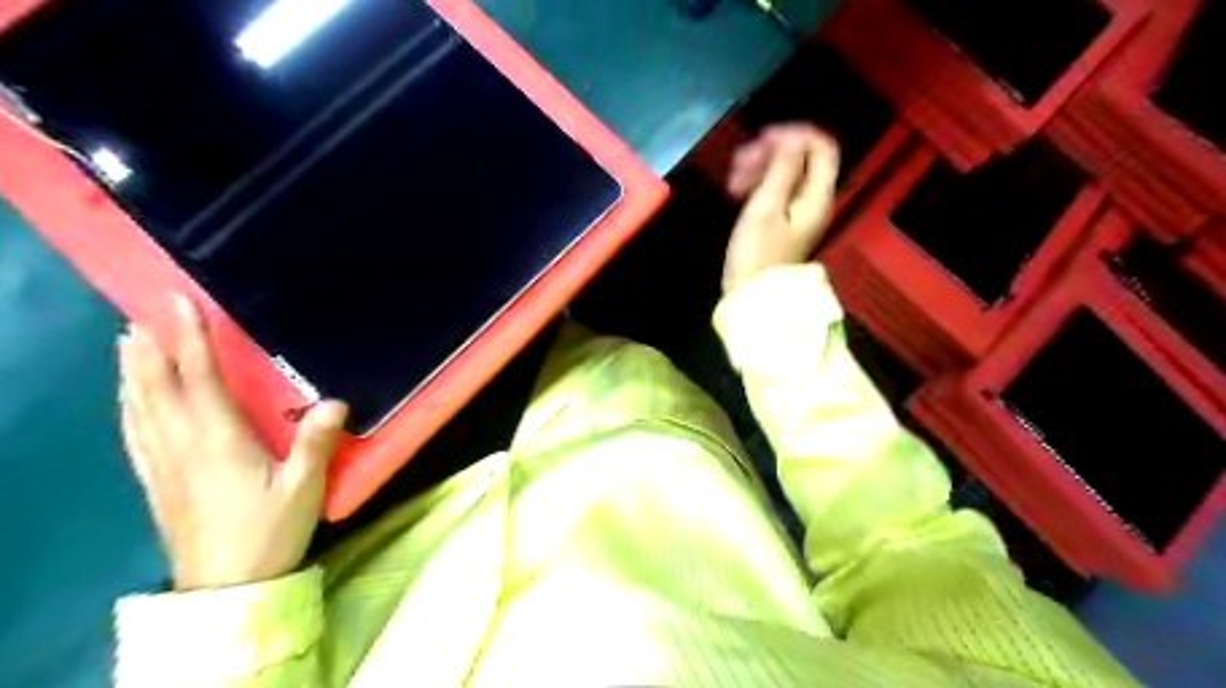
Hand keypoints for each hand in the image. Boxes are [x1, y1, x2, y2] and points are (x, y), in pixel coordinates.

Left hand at [119, 295, 349, 591]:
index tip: (180, 305)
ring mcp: (163, 465)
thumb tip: (335, 400)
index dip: (189, 339)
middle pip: (157, 388)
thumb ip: (315, 443)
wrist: (227, 586)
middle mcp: (181, 446)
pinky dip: (129, 406)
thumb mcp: (304, 487)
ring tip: (129, 344)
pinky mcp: (157, 482)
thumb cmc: (270, 531)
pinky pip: (135, 433)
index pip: (199, 380)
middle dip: (150, 348)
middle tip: (143, 315)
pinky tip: (130, 401)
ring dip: (133, 373)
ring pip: (139, 408)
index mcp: (218, 441)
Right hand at [721, 123, 837, 292]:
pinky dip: (759, 183)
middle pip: (802, 158)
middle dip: (770, 153)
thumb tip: (792, 138)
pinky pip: (777, 189)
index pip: (822, 147)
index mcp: (818, 195)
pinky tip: (737, 192)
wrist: (753, 296)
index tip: (762, 140)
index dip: (795, 135)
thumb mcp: (765, 208)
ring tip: (732, 181)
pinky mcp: (785, 221)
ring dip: (760, 168)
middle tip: (739, 164)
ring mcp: (800, 211)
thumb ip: (782, 169)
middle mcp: (815, 200)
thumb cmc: (756, 254)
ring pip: (786, 173)